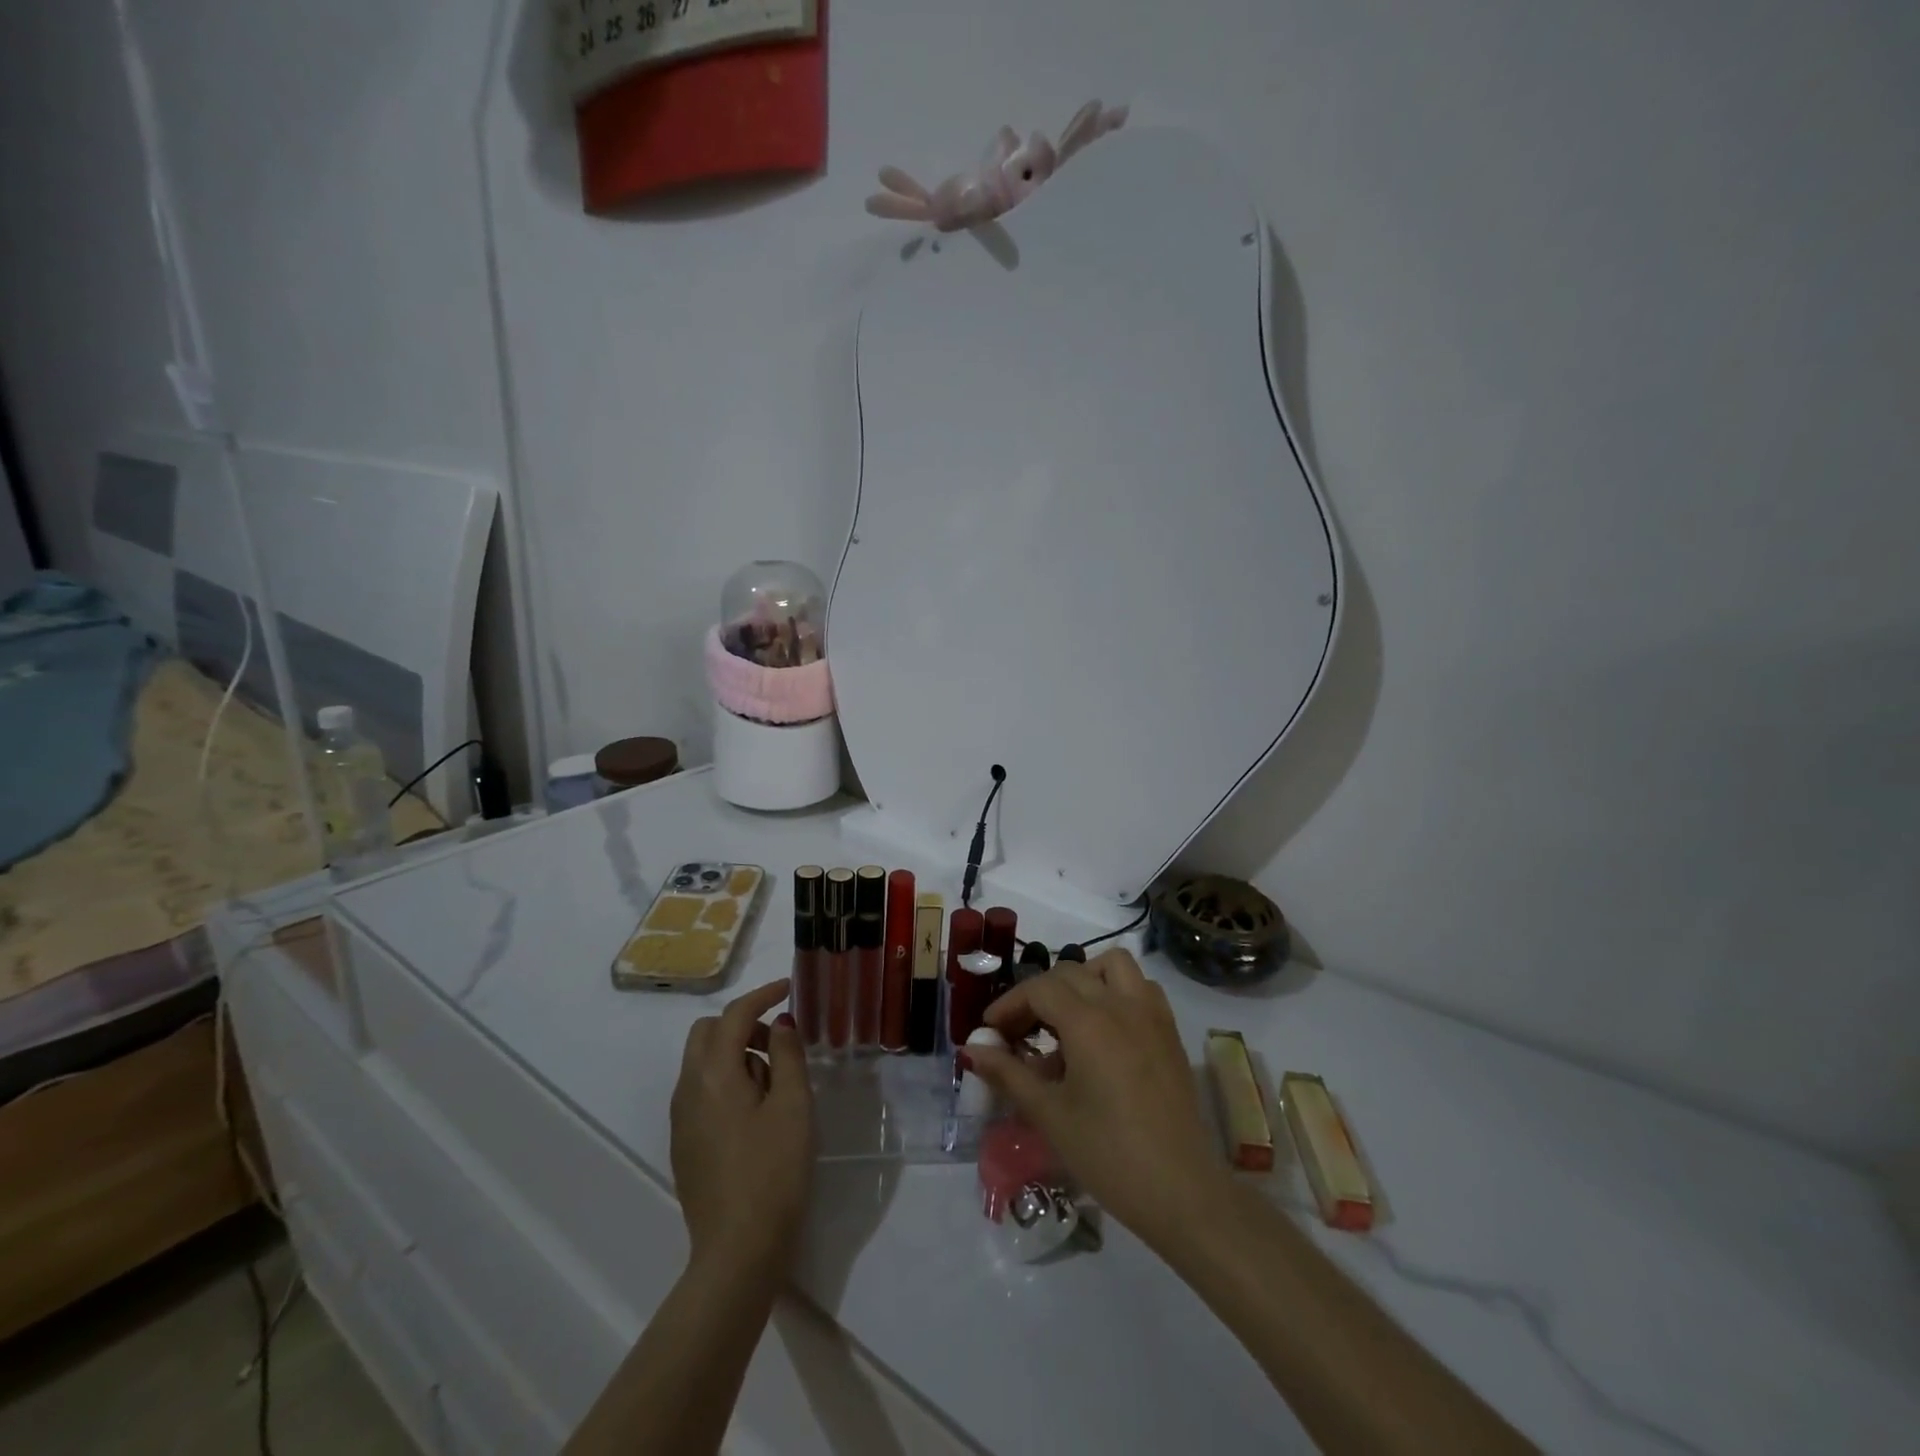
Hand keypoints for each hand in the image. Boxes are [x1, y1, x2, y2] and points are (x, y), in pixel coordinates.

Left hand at [670, 979, 812, 1279]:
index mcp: (714, 1075)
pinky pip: (701, 1090)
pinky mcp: (684, 1143)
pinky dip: (726, 1079)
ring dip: (735, 1052)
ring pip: (702, 1061)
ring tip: (775, 1083)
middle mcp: (688, 1090)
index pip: (734, 1015)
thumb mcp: (794, 1107)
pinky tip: (755, 1111)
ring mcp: (681, 1119)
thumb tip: (780, 1022)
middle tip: (780, 1043)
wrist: (738, 1252)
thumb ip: (788, 1055)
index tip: (789, 988)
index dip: (762, 994)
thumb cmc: (774, 1172)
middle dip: (743, 1024)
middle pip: (707, 1033)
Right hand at [967, 951, 1226, 1250]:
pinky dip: (1117, 991)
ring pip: (1112, 966)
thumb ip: (1008, 1073)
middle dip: (1038, 995)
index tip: (990, 1032)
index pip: (1039, 989)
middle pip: (1070, 972)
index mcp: (1088, 1021)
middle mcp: (1121, 1004)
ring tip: (1065, 1018)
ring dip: (1083, 979)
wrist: (1181, 1192)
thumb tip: (971, 1050)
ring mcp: (1151, 1014)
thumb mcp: (1049, 1114)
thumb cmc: (1108, 1155)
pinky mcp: (1170, 1032)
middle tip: (1019, 1032)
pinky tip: (1104, 1030)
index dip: (1009, 1004)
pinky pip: (1141, 987)